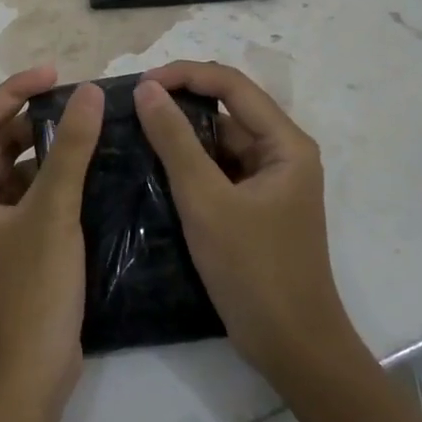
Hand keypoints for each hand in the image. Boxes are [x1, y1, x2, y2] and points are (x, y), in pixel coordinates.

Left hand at [0, 66, 104, 413]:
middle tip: (81, 104)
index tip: (58, 74)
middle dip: (35, 121)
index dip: (17, 90)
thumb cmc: (28, 293)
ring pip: (17, 174)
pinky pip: (30, 200)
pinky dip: (54, 183)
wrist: (25, 379)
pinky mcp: (11, 250)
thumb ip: (71, 150)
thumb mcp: (52, 214)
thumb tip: (89, 93)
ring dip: (48, 152)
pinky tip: (89, 174)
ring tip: (90, 131)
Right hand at [133, 61, 358, 386]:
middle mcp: (281, 154)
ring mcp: (268, 183)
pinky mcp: (254, 208)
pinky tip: (153, 171)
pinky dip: (189, 167)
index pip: (232, 85)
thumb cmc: (254, 270)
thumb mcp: (206, 201)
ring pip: (219, 143)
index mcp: (285, 143)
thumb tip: (146, 90)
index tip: (139, 85)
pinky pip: (218, 172)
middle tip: (129, 110)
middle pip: (227, 111)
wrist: (292, 345)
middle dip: (180, 104)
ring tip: (133, 135)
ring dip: (181, 137)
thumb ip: (175, 142)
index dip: (185, 75)